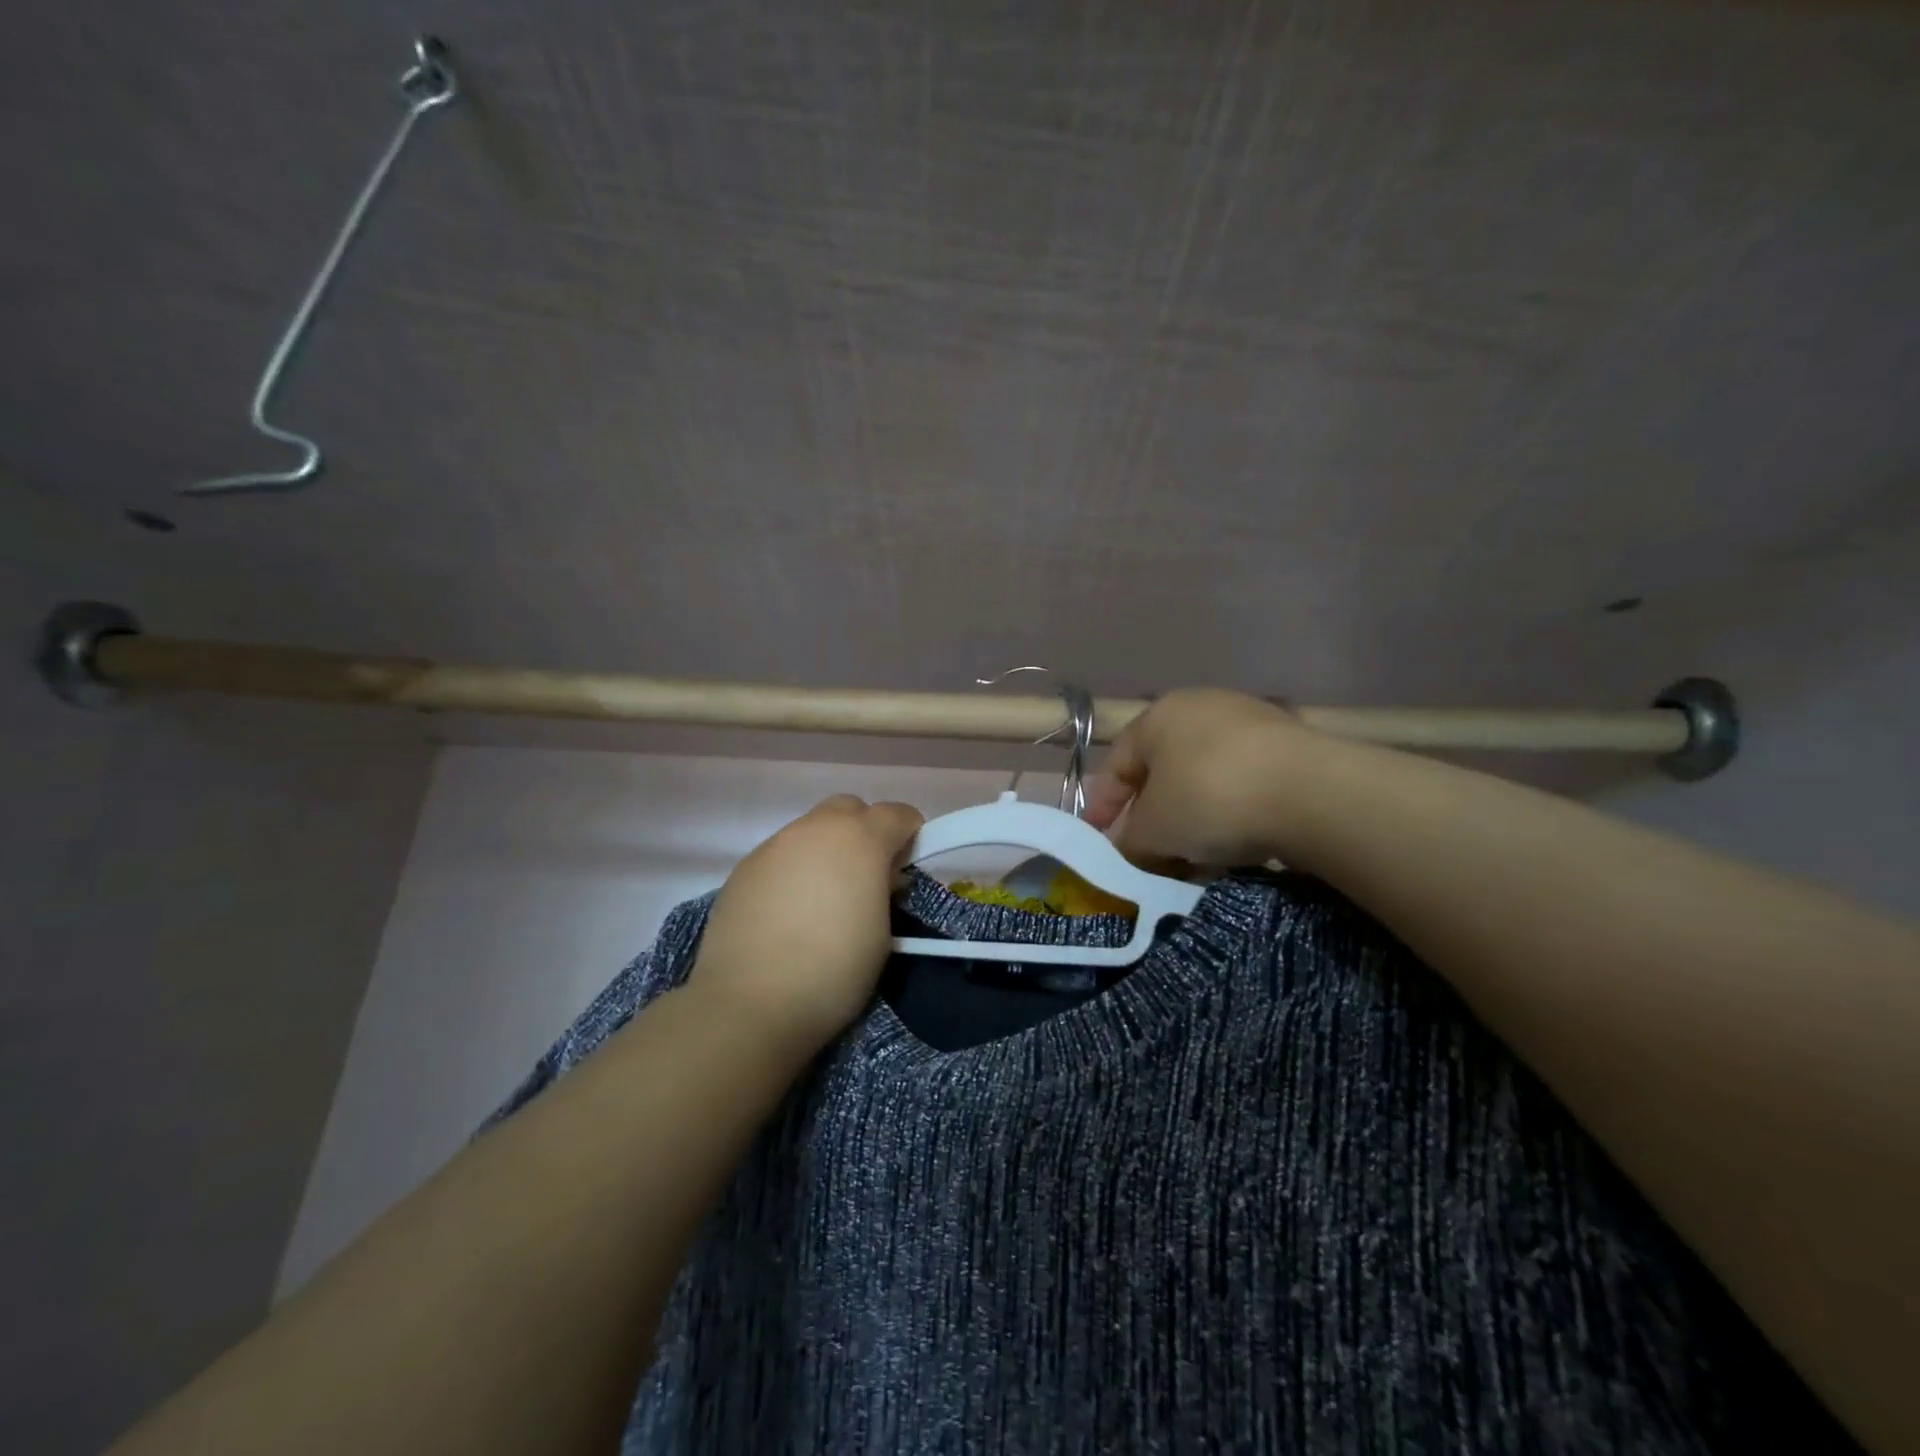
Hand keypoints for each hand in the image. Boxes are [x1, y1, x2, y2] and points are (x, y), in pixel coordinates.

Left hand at [689, 795, 923, 1054]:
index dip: (909, 834)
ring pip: (810, 830)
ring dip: (825, 851)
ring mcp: (774, 845)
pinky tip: (788, 912)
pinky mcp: (743, 868)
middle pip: (849, 809)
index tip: (907, 866)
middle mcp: (815, 829)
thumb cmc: (833, 971)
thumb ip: (883, 890)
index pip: (897, 813)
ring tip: (822, 898)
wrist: (749, 1003)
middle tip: (865, 875)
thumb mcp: (882, 933)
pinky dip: (793, 871)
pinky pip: (780, 856)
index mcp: (860, 839)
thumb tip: (877, 877)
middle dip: (864, 831)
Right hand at [1083, 689, 1309, 871]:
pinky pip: (1243, 786)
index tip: (1099, 843)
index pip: (1117, 763)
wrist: (1311, 793)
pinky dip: (1230, 815)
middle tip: (1146, 855)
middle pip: (1163, 771)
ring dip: (1192, 820)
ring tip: (1193, 860)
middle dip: (1152, 817)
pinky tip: (1234, 848)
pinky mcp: (1290, 748)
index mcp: (1158, 715)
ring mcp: (1251, 724)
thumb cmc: (1209, 798)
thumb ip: (1130, 843)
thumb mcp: (1153, 830)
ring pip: (1204, 780)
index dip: (1103, 806)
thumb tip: (1129, 853)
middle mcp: (1202, 708)